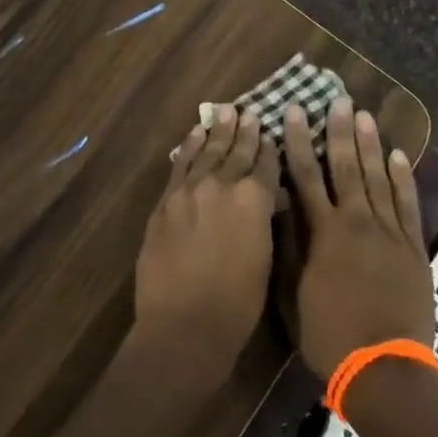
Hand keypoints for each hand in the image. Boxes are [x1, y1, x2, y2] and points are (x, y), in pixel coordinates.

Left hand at [132, 106, 278, 387]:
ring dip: (218, 130)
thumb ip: (263, 220)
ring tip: (225, 111)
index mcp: (256, 199)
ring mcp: (190, 189)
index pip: (266, 164)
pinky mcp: (166, 200)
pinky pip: (181, 164)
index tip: (271, 132)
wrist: (183, 325)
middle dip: (245, 132)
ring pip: (208, 151)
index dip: (270, 148)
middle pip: (237, 151)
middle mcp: (223, 184)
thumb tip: (267, 200)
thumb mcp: (264, 258)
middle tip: (250, 112)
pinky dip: (190, 146)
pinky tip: (195, 133)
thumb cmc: (236, 304)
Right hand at [284, 98, 435, 379]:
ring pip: (378, 177)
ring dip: (370, 145)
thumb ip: (287, 249)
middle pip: (346, 167)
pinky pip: (408, 203)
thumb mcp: (292, 297)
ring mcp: (389, 232)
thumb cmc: (330, 337)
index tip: (292, 112)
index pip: (306, 176)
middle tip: (338, 100)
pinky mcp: (413, 247)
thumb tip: (279, 207)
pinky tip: (399, 156)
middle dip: (339, 131)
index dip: (297, 141)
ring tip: (365, 116)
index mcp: (323, 233)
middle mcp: (357, 222)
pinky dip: (403, 178)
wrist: (385, 371)